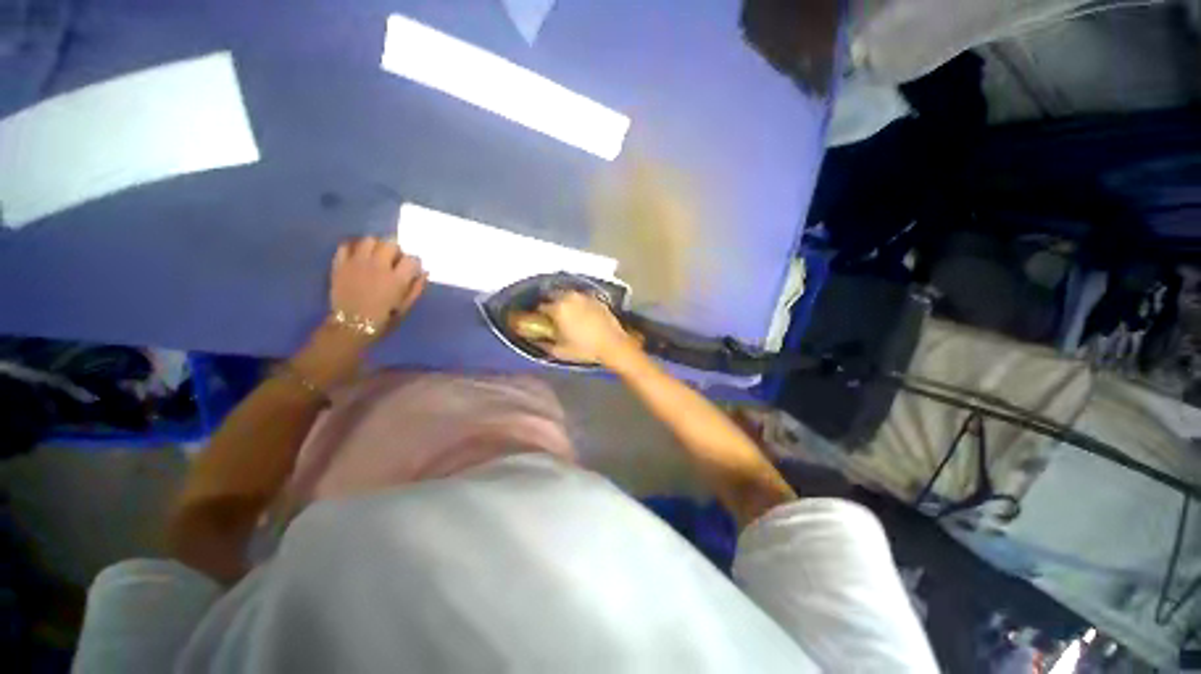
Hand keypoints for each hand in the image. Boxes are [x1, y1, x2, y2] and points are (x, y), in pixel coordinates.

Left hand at [330, 237, 426, 337]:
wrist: (351, 326)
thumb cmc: (384, 319)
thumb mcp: (406, 307)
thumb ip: (416, 288)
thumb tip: (424, 273)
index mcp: (396, 279)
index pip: (412, 259)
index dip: (414, 264)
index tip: (412, 270)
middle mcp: (378, 266)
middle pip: (390, 244)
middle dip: (395, 251)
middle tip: (394, 261)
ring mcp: (357, 263)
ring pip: (369, 240)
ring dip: (375, 246)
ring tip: (375, 256)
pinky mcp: (340, 264)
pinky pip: (345, 245)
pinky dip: (353, 247)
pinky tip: (358, 256)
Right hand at [538, 292, 637, 365]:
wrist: (613, 344)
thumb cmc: (584, 349)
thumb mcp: (560, 351)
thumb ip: (544, 344)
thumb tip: (536, 340)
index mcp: (557, 308)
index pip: (540, 307)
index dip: (538, 315)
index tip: (540, 321)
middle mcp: (569, 297)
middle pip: (553, 295)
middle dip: (550, 303)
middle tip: (552, 316)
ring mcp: (584, 296)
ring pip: (568, 294)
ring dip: (564, 301)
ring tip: (567, 313)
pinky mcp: (596, 299)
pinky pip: (582, 298)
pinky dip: (578, 303)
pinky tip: (581, 313)